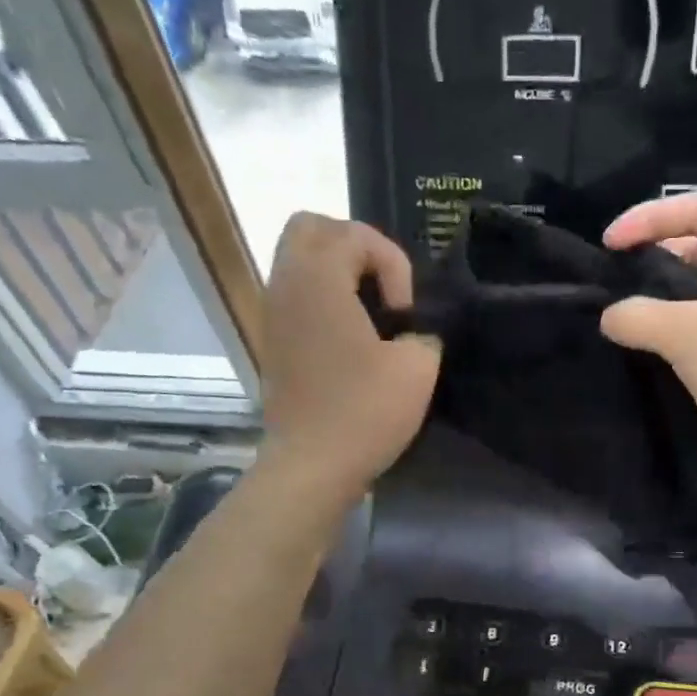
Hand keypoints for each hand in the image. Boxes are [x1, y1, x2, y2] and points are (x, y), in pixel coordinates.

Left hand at [258, 213, 439, 504]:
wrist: (311, 466)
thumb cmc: (363, 413)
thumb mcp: (417, 369)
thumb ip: (424, 334)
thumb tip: (415, 334)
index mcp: (318, 278)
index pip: (355, 234)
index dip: (392, 264)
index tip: (405, 313)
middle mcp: (286, 284)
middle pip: (310, 229)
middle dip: (354, 247)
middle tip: (383, 289)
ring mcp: (272, 315)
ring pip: (297, 262)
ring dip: (336, 274)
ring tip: (370, 315)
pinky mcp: (272, 344)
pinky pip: (294, 297)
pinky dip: (322, 302)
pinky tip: (349, 341)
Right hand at [601, 193, 696, 501]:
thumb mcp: (689, 333)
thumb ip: (639, 316)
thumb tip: (608, 317)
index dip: (651, 218)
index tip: (609, 243)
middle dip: (653, 258)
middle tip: (610, 280)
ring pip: (695, 294)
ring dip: (658, 300)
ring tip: (617, 315)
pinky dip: (668, 333)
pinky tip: (640, 348)